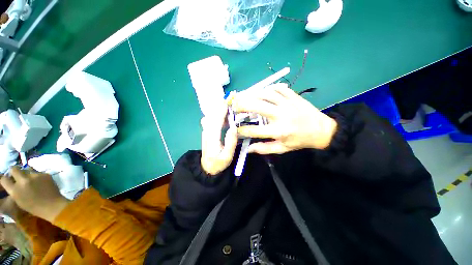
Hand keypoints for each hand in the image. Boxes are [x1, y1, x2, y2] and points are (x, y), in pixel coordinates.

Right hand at [0, 167, 68, 222]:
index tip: (8, 179)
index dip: (5, 178)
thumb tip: (11, 181)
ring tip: (32, 181)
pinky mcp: (44, 174)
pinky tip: (41, 183)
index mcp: (15, 190)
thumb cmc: (34, 207)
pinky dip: (38, 177)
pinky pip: (38, 173)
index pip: (3, 179)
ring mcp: (35, 176)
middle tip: (18, 176)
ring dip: (27, 174)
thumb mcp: (19, 200)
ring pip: (27, 170)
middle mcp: (23, 181)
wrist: (52, 206)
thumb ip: (14, 190)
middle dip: (14, 171)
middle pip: (14, 169)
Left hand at [201, 103, 237, 174]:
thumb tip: (233, 128)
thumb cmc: (218, 164)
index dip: (222, 109)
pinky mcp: (208, 131)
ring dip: (219, 108)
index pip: (216, 119)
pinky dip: (218, 113)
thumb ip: (230, 142)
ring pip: (212, 115)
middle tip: (231, 98)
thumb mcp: (227, 157)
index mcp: (212, 137)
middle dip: (221, 105)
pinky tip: (224, 112)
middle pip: (213, 114)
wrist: (207, 168)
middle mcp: (207, 131)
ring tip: (229, 103)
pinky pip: (212, 119)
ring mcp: (206, 131)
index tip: (228, 100)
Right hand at [232, 83, 336, 153]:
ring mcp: (288, 103)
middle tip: (234, 106)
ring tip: (244, 97)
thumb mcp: (282, 149)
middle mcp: (281, 116)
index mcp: (279, 131)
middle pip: (257, 107)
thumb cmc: (300, 141)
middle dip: (242, 105)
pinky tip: (262, 91)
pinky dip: (268, 88)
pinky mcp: (293, 96)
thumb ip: (264, 148)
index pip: (254, 131)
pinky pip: (278, 88)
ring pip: (266, 94)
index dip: (242, 130)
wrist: (322, 130)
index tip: (234, 129)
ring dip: (252, 95)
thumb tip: (248, 149)